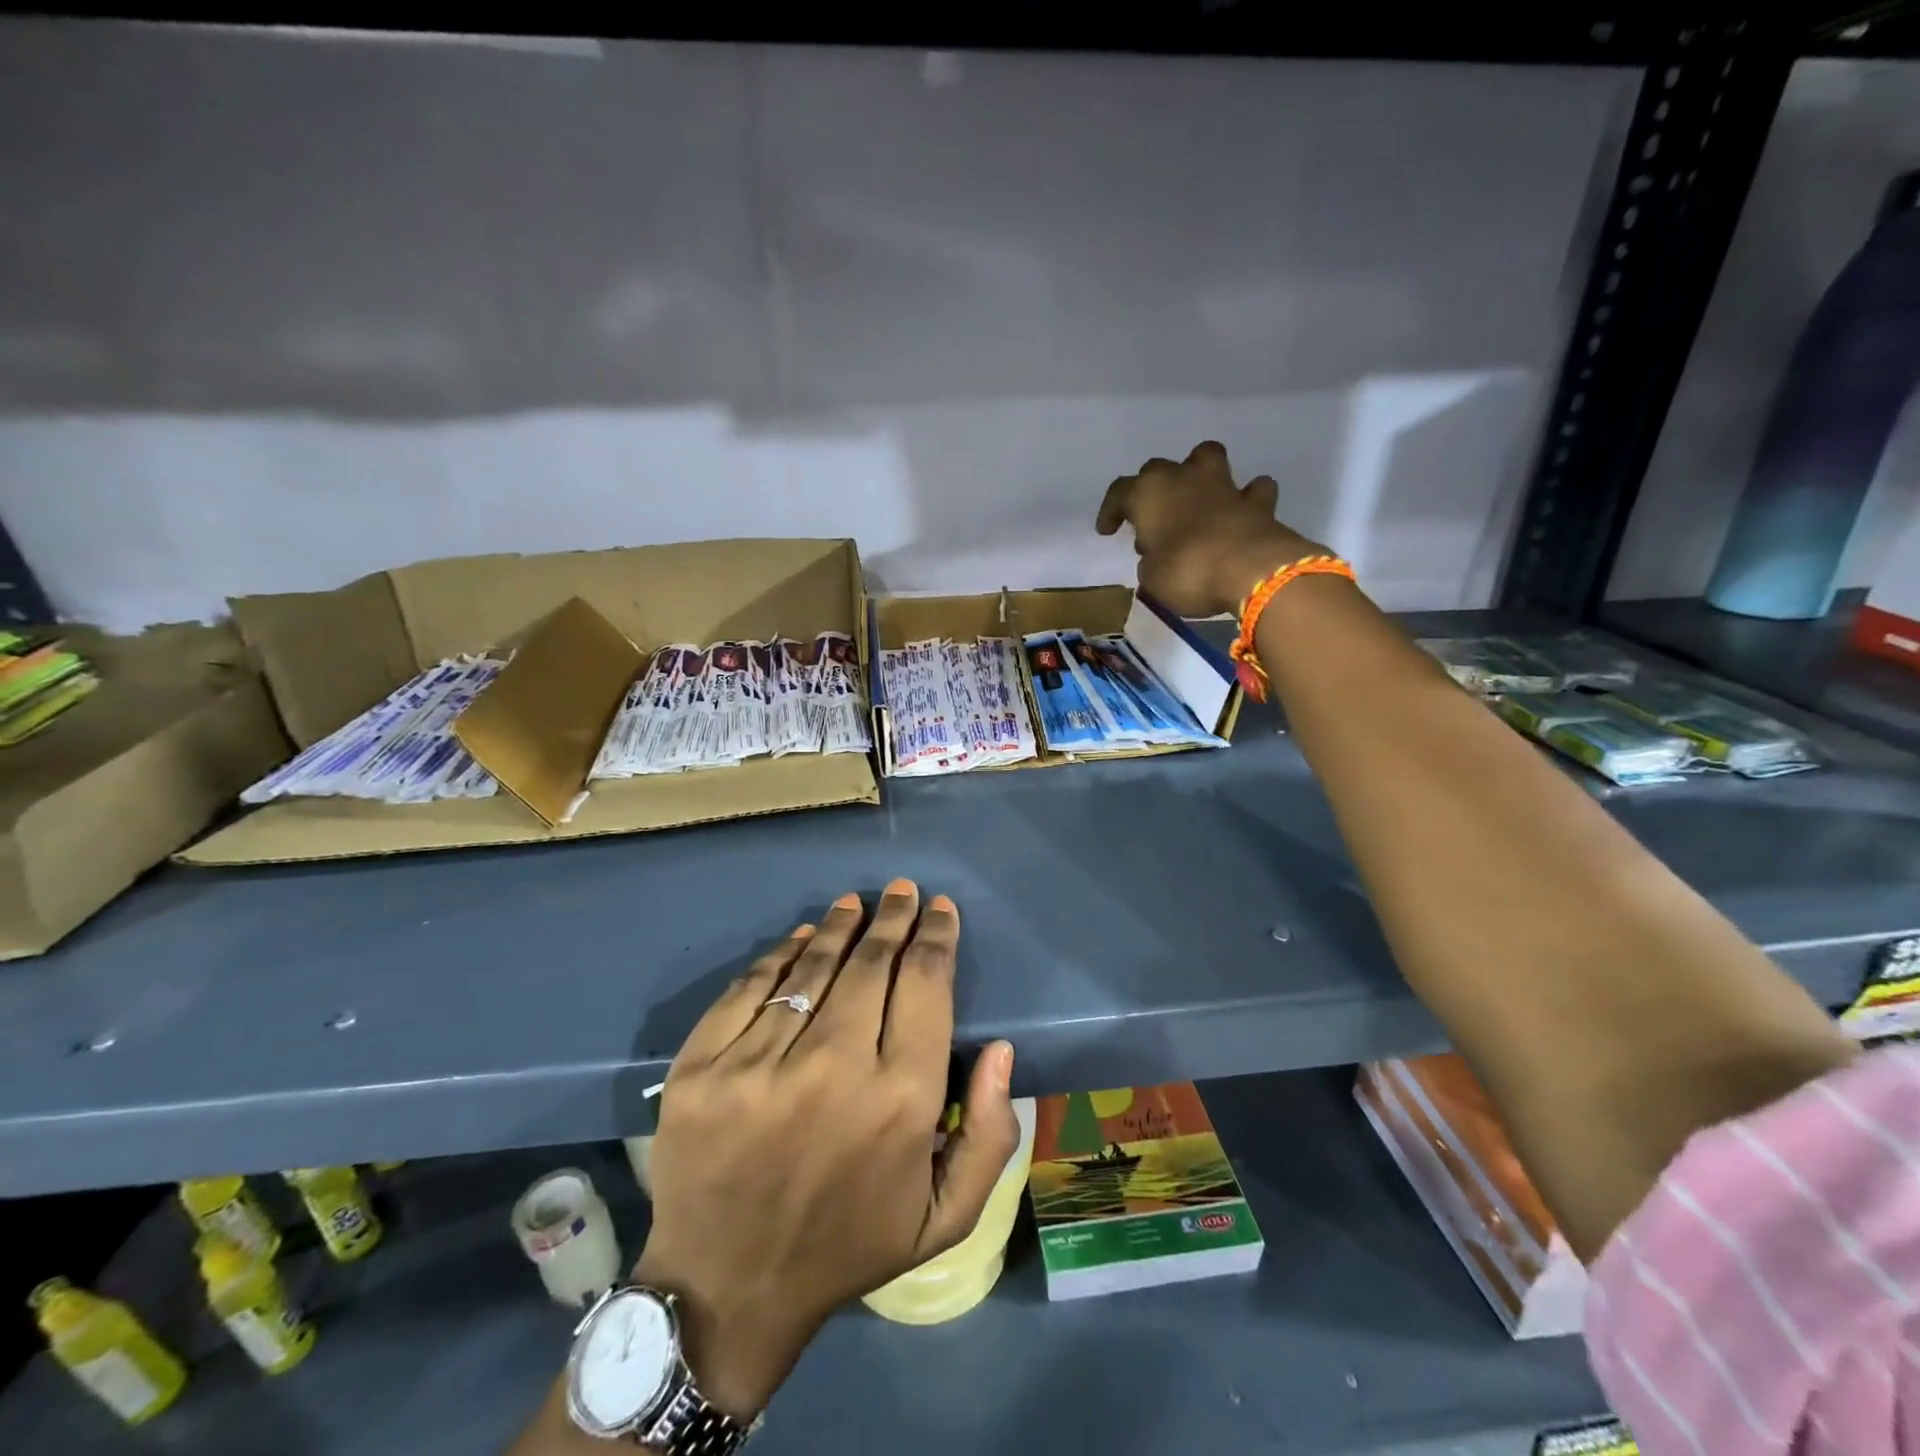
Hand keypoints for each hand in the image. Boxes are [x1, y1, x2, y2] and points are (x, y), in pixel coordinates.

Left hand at [633, 881, 1018, 1420]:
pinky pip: (750, 987)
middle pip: (872, 964)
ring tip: (855, 903)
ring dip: (840, 926)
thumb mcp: (944, 1215)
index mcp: (900, 1101)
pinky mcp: (702, 1067)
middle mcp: (834, 1069)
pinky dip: (780, 954)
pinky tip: (800, 937)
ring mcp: (759, 1065)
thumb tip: (1002, 1050)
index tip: (940, 909)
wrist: (726, 1289)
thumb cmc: (848, 1246)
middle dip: (894, 919)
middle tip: (902, 891)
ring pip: (811, 967)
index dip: (936, 937)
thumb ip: (989, 1136)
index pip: (925, 986)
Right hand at [1097, 441, 1323, 616]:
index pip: (1119, 493)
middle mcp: (1183, 478)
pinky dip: (1247, 498)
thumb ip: (1151, 562)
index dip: (1111, 511)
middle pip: (1158, 469)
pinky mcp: (1257, 502)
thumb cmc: (1187, 572)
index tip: (1108, 531)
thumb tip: (1158, 558)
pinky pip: (1252, 490)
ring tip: (1197, 496)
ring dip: (1200, 472)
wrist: (1250, 570)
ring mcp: (1223, 485)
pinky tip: (1242, 511)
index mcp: (1148, 493)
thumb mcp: (1152, 578)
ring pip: (1207, 457)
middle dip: (1153, 490)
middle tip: (1153, 520)